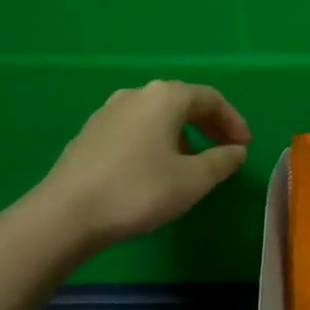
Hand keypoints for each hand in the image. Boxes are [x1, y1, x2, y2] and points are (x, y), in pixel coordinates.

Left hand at [28, 80, 251, 251]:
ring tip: (193, 162)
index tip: (245, 146)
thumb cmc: (139, 191)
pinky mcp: (90, 134)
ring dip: (182, 134)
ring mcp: (108, 113)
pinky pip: (135, 128)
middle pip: (182, 102)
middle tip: (226, 150)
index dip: (233, 121)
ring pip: (156, 115)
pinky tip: (155, 169)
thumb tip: (236, 150)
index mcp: (165, 97)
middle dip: (209, 125)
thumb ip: (221, 161)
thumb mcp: (193, 180)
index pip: (210, 98)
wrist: (65, 215)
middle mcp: (136, 95)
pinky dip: (156, 141)